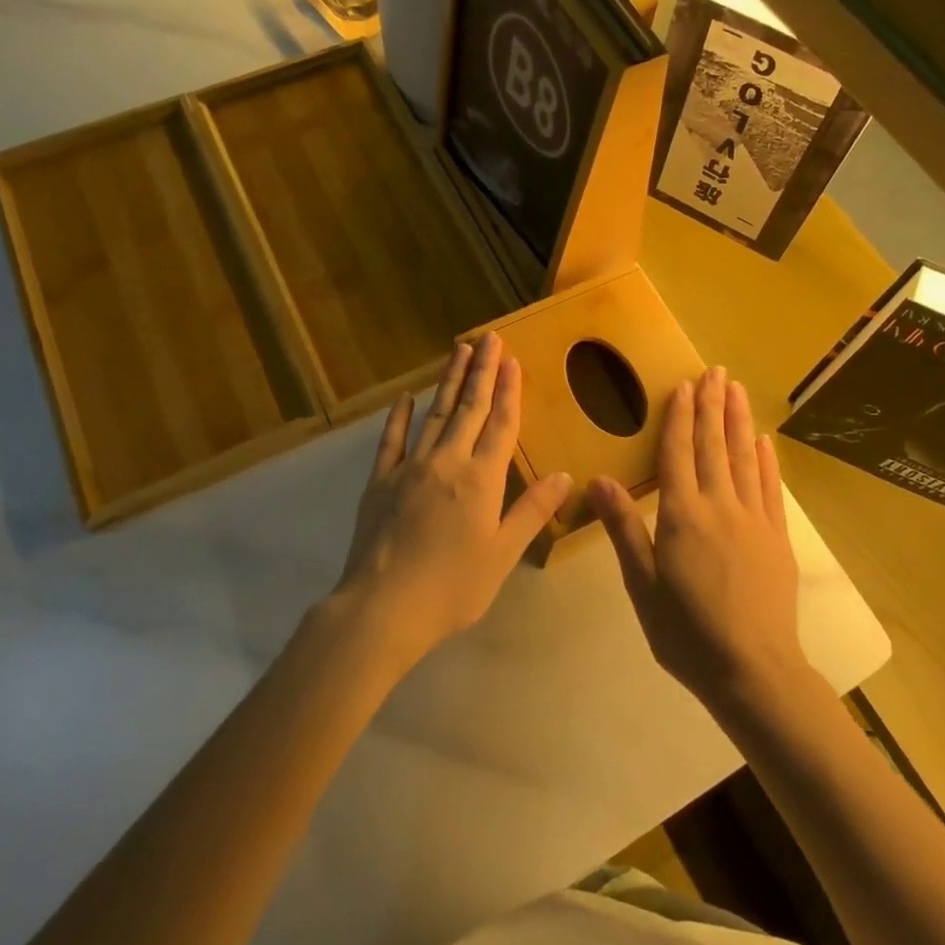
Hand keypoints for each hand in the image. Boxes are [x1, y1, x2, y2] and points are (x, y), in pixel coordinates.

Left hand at [330, 332, 572, 673]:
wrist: (383, 606)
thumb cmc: (453, 587)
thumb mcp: (503, 554)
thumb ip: (532, 511)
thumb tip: (564, 475)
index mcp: (481, 479)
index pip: (500, 423)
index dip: (509, 390)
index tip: (512, 359)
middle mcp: (447, 461)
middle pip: (469, 408)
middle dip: (482, 371)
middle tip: (489, 338)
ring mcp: (410, 467)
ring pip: (435, 414)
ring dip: (449, 381)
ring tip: (459, 351)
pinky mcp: (380, 481)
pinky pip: (392, 440)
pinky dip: (400, 416)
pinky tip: (406, 397)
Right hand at [590, 366, 808, 710]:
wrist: (753, 671)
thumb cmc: (686, 632)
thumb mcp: (642, 585)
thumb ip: (623, 528)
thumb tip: (597, 480)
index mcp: (682, 515)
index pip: (678, 453)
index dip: (679, 417)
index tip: (684, 386)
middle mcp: (720, 506)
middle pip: (713, 446)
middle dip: (712, 406)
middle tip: (714, 371)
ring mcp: (753, 520)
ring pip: (744, 458)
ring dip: (739, 420)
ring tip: (737, 389)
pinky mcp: (777, 538)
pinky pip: (770, 488)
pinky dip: (766, 460)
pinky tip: (764, 440)